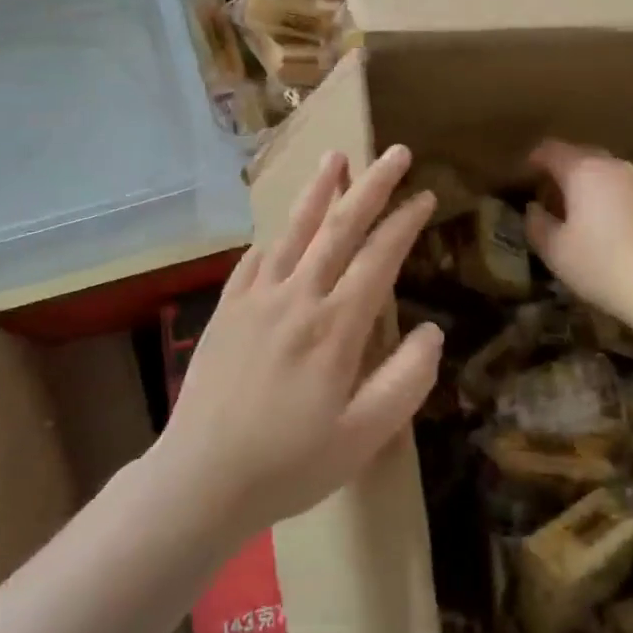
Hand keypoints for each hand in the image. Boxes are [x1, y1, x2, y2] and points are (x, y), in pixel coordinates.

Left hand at [160, 145, 441, 539]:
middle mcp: (296, 298)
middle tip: (394, 152)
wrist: (200, 479)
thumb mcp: (364, 436)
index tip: (425, 196)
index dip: (404, 224)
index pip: (378, 259)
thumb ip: (407, 379)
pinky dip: (275, 234)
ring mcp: (256, 300)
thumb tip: (432, 330)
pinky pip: (255, 258)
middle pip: (339, 229)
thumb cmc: (290, 463)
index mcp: (335, 327)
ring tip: (335, 157)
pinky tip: (282, 225)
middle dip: (371, 186)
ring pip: (293, 231)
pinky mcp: (226, 310)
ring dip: (318, 192)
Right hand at [525, 139, 632, 332]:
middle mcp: (615, 167)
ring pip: (607, 172)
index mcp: (584, 171)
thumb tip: (534, 208)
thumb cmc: (603, 266)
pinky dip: (612, 198)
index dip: (533, 159)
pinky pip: (626, 190)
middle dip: (562, 171)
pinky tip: (609, 226)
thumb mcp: (556, 252)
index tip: (522, 175)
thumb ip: (537, 224)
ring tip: (578, 212)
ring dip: (589, 185)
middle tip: (548, 196)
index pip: (551, 150)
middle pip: (582, 156)